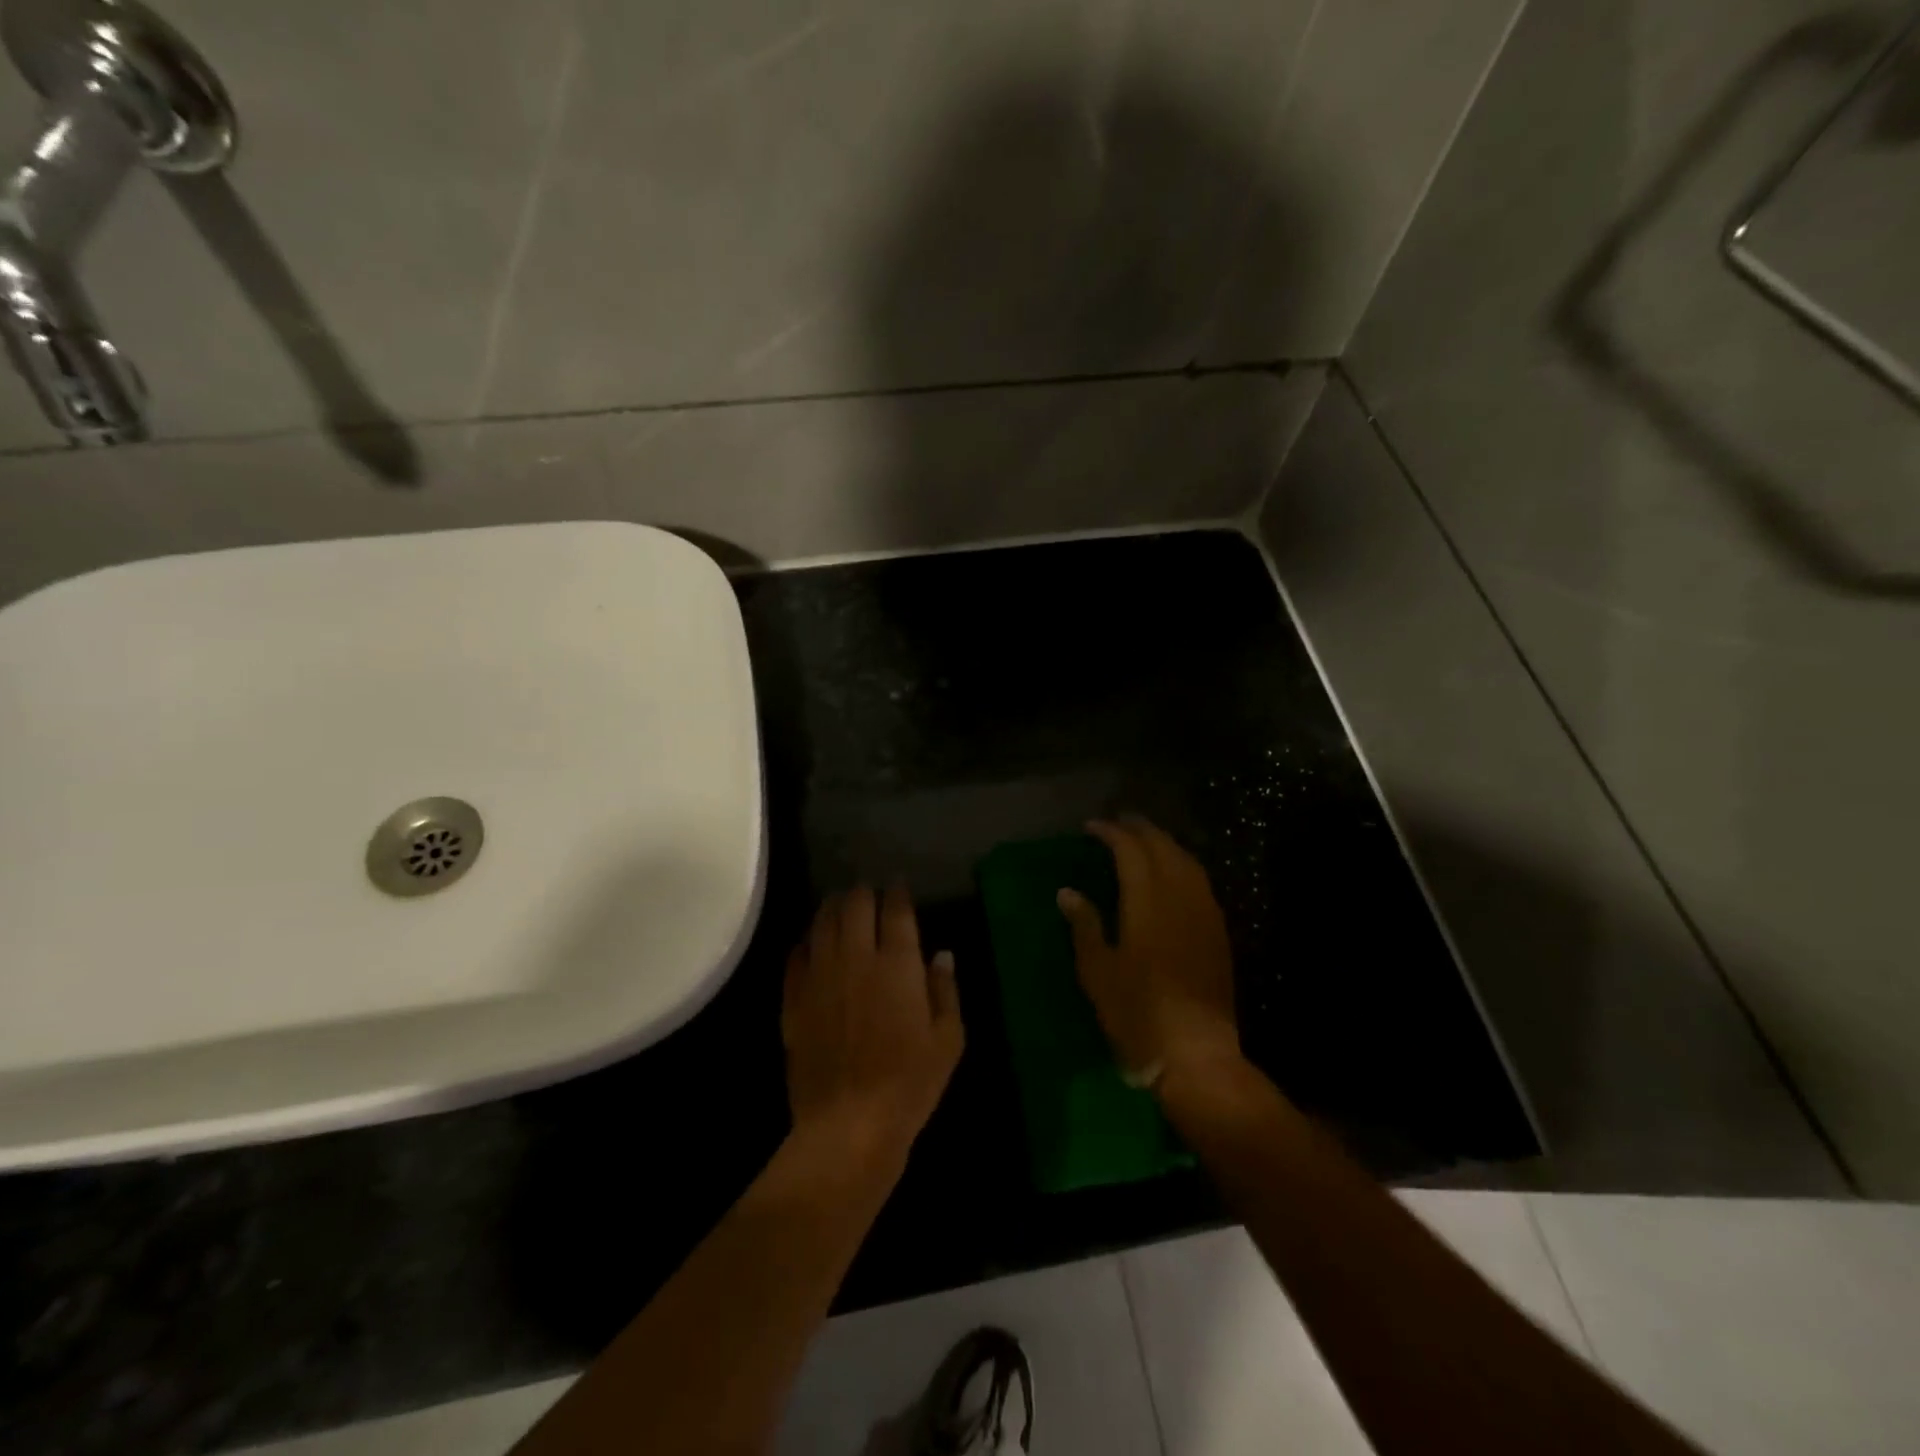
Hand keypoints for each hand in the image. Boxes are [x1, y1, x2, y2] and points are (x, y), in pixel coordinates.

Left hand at [782, 884, 964, 1164]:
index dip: (898, 892)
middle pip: (855, 904)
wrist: (848, 1124)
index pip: (895, 910)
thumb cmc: (910, 1083)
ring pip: (822, 922)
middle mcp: (856, 958)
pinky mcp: (794, 998)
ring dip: (833, 908)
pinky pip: (796, 955)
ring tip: (840, 906)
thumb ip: (945, 990)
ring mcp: (820, 976)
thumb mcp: (948, 1039)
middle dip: (864, 892)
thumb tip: (941, 955)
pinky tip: (812, 945)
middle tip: (870, 893)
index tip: (900, 886)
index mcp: (898, 964)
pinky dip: (807, 942)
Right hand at [1057, 816, 1241, 1086]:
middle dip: (1141, 829)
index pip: (1131, 851)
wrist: (1196, 1054)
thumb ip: (1085, 925)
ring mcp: (1205, 914)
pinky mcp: (1218, 933)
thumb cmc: (1137, 1014)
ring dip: (1164, 843)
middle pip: (1163, 848)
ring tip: (1145, 839)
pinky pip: (1201, 882)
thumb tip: (1067, 892)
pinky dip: (1183, 864)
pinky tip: (1174, 872)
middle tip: (1119, 821)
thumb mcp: (1098, 972)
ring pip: (1187, 861)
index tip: (1092, 826)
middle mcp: (1180, 898)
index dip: (1111, 833)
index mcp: (1147, 903)